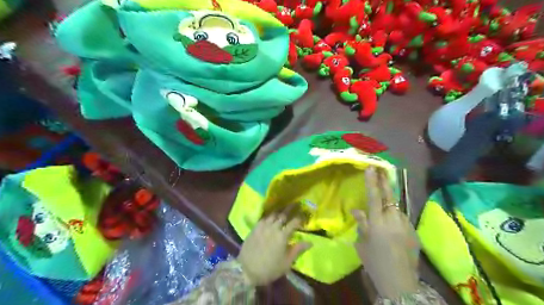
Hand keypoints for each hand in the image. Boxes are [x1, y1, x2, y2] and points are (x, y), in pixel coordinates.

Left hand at [237, 212, 309, 285]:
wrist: (247, 270)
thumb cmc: (270, 269)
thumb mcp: (286, 263)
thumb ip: (298, 250)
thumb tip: (310, 242)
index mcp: (282, 236)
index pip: (293, 223)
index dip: (299, 218)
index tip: (303, 215)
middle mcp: (273, 228)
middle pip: (283, 215)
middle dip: (290, 209)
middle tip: (295, 204)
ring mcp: (263, 227)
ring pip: (272, 215)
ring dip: (279, 211)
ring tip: (283, 208)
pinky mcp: (254, 228)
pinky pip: (263, 218)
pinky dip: (269, 216)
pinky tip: (270, 216)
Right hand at [353, 166, 418, 297]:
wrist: (400, 283)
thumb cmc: (375, 263)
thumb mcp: (362, 244)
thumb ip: (361, 224)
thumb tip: (357, 211)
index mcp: (377, 222)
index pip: (374, 197)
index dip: (372, 182)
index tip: (371, 168)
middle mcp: (393, 219)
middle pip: (389, 196)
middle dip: (385, 181)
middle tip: (382, 170)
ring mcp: (406, 225)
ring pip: (397, 208)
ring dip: (390, 203)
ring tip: (384, 206)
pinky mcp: (415, 232)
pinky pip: (402, 219)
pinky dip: (396, 217)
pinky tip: (392, 226)